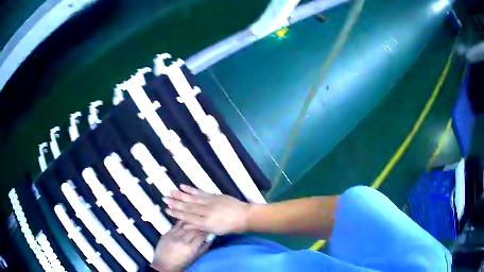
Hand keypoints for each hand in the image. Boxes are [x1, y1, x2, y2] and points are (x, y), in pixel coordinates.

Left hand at [151, 222, 208, 271]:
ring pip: (185, 225)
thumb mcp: (194, 259)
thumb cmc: (180, 264)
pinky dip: (182, 223)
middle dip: (199, 228)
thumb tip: (209, 240)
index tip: (208, 231)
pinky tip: (185, 223)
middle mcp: (182, 240)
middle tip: (202, 227)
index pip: (201, 236)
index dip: (206, 232)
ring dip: (191, 224)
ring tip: (195, 224)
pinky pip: (176, 225)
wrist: (163, 265)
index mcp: (190, 248)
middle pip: (193, 229)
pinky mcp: (166, 234)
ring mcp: (172, 236)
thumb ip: (203, 249)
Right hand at [164, 185, 250, 234]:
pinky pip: (200, 192)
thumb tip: (184, 224)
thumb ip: (199, 227)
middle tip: (164, 199)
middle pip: (187, 207)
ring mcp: (210, 202)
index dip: (176, 213)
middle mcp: (206, 212)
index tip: (167, 209)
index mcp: (206, 222)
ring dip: (180, 195)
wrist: (244, 216)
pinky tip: (182, 186)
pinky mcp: (214, 195)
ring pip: (192, 198)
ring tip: (170, 192)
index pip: (187, 217)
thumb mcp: (214, 231)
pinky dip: (191, 189)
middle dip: (175, 203)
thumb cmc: (230, 227)